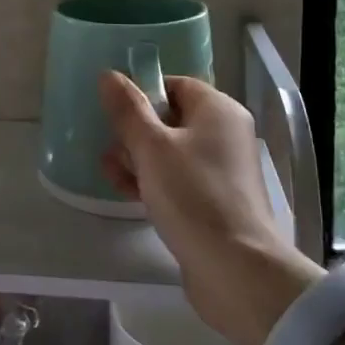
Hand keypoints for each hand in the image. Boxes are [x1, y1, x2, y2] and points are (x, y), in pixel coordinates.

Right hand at [100, 73, 321, 344]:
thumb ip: (128, 110)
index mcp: (218, 110)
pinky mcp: (214, 202)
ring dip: (137, 160)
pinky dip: (153, 182)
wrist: (235, 269)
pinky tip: (128, 195)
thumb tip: (109, 75)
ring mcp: (221, 170)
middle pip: (170, 119)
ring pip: (170, 152)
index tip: (115, 114)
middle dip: (134, 133)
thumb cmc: (193, 196)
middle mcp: (225, 134)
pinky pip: (178, 180)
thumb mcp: (152, 147)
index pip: (175, 85)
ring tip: (112, 176)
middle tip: (111, 152)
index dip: (143, 95)